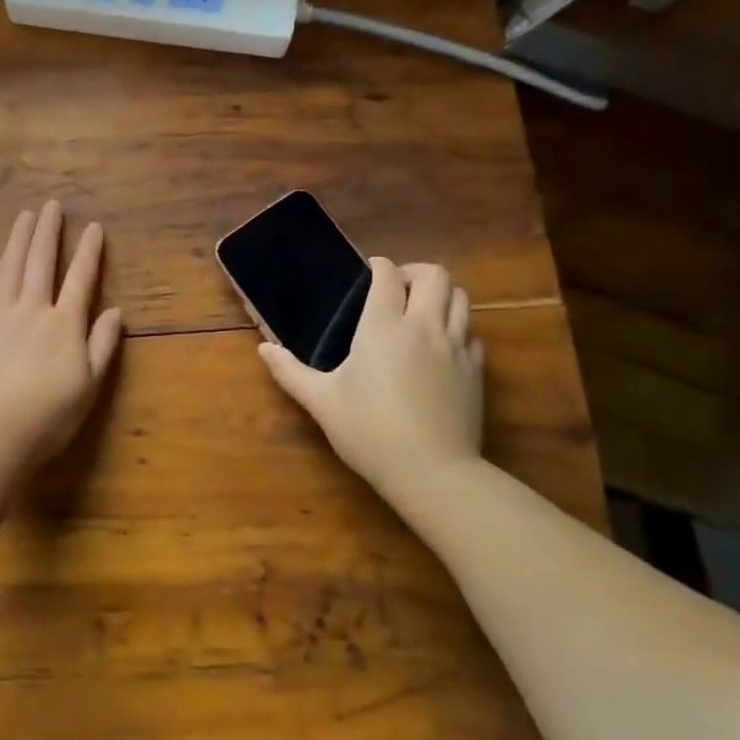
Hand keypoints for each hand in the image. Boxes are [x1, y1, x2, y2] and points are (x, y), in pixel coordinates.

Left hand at [0, 201, 122, 472]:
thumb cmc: (49, 414)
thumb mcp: (89, 384)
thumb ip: (102, 344)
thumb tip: (116, 312)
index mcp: (64, 323)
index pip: (81, 279)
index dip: (89, 251)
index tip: (94, 226)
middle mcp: (32, 310)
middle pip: (41, 263)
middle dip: (48, 232)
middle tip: (51, 205)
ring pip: (9, 269)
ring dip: (17, 240)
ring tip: (24, 216)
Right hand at [258, 258, 483, 492]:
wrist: (432, 472)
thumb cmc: (369, 432)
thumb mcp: (321, 402)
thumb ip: (290, 372)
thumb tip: (264, 349)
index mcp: (382, 327)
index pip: (388, 276)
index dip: (378, 267)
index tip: (369, 272)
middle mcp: (423, 326)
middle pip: (434, 275)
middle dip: (415, 273)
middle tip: (397, 289)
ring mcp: (455, 347)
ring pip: (460, 297)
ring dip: (440, 295)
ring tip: (421, 311)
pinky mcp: (475, 370)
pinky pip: (471, 332)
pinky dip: (457, 328)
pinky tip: (440, 347)